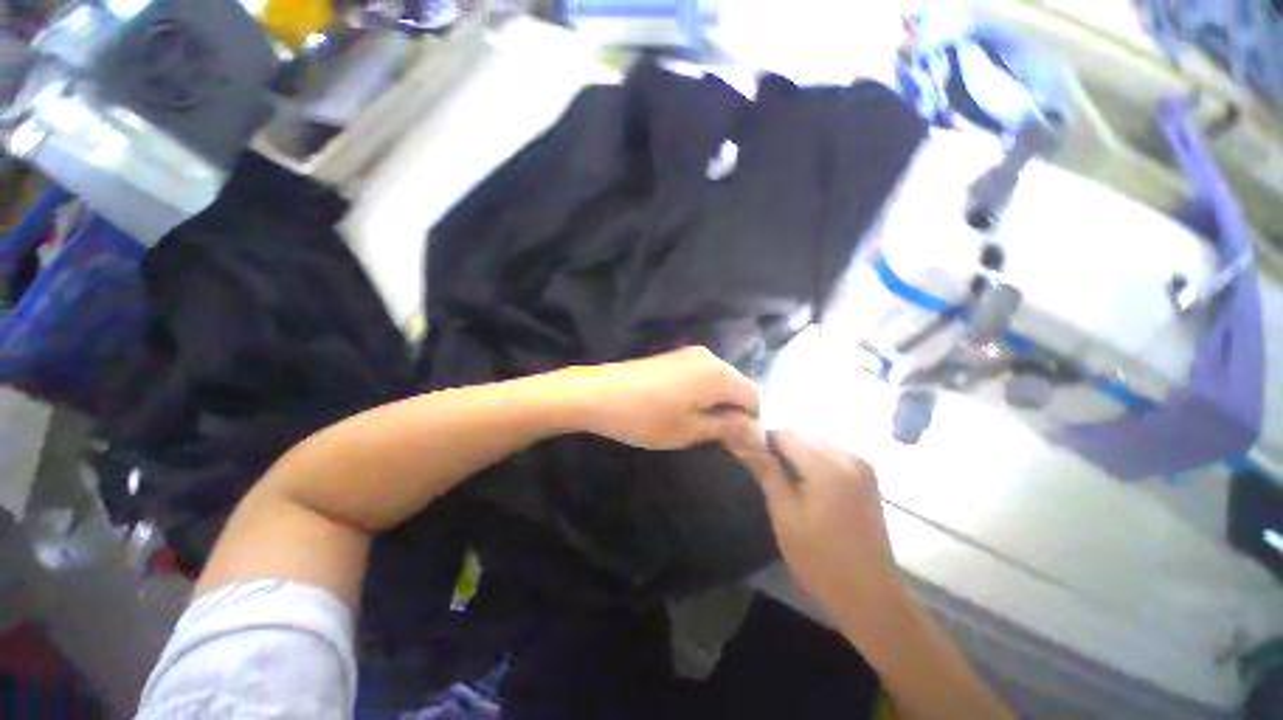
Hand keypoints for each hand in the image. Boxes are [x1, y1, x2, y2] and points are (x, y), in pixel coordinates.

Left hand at [568, 346, 760, 450]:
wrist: (597, 394)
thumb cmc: (645, 417)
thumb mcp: (690, 430)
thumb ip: (728, 428)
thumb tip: (759, 432)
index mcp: (719, 373)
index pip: (757, 397)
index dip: (758, 423)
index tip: (750, 446)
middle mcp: (710, 358)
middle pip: (739, 387)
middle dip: (738, 414)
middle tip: (728, 442)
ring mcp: (690, 355)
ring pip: (720, 383)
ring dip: (721, 405)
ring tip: (708, 430)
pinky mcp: (674, 358)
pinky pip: (702, 378)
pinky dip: (705, 396)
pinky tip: (690, 412)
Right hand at [725, 430, 903, 620]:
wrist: (870, 596)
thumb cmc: (820, 559)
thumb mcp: (784, 514)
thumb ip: (765, 470)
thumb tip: (742, 439)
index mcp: (827, 465)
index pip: (784, 433)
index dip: (762, 441)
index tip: (750, 459)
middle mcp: (848, 456)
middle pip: (802, 435)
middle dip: (779, 447)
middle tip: (765, 473)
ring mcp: (862, 465)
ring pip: (815, 443)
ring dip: (796, 454)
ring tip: (785, 483)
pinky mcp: (867, 476)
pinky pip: (830, 454)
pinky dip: (813, 462)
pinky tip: (807, 487)